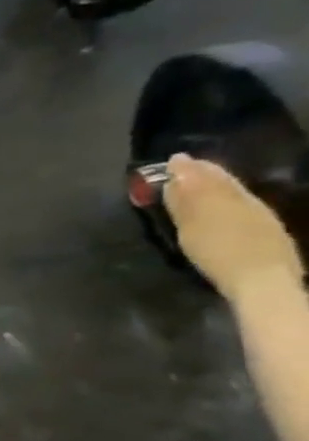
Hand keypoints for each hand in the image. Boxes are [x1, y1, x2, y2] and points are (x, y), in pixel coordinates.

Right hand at [162, 153, 303, 304]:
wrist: (263, 281)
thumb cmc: (219, 253)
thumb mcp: (192, 228)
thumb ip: (184, 202)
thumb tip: (174, 178)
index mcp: (226, 197)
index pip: (205, 176)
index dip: (188, 167)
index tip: (173, 158)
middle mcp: (246, 201)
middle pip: (224, 182)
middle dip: (204, 172)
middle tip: (185, 165)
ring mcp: (260, 216)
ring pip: (235, 192)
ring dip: (217, 183)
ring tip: (200, 181)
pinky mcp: (267, 230)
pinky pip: (244, 204)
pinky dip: (229, 197)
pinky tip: (223, 204)